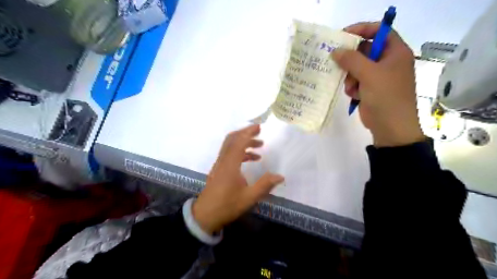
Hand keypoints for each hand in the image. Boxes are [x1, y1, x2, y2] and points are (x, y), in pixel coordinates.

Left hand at [192, 124, 282, 232]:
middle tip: (259, 132)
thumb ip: (265, 185)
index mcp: (230, 164)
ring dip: (243, 143)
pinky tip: (250, 159)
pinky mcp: (218, 169)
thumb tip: (280, 176)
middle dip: (245, 133)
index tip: (259, 127)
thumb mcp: (249, 197)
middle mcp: (223, 160)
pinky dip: (240, 152)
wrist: (205, 215)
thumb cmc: (227, 206)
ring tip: (259, 147)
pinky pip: (229, 154)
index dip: (249, 132)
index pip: (239, 142)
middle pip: (232, 139)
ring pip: (230, 146)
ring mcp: (219, 164)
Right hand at [331, 22, 424, 147]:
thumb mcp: (369, 75)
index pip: (380, 31)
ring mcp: (379, 77)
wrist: (390, 127)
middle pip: (365, 51)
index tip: (343, 36)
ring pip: (357, 68)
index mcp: (395, 53)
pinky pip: (356, 81)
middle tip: (337, 63)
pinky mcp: (371, 89)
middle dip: (351, 60)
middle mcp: (388, 62)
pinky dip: (352, 86)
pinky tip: (354, 95)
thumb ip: (352, 60)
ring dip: (350, 76)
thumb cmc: (386, 97)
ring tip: (351, 87)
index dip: (362, 30)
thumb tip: (335, 50)